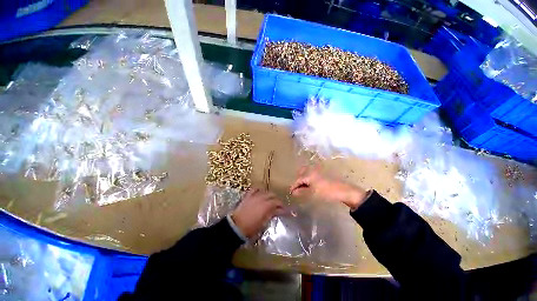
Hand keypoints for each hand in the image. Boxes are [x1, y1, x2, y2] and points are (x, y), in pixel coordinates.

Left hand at [231, 189, 283, 238]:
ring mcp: (254, 196)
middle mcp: (262, 198)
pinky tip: (260, 193)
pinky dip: (258, 191)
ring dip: (269, 195)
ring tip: (270, 200)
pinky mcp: (248, 196)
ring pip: (265, 191)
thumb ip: (272, 214)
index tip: (285, 211)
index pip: (278, 203)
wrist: (235, 226)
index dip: (283, 207)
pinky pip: (254, 190)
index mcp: (267, 205)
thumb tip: (279, 211)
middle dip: (277, 200)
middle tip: (278, 206)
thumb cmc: (251, 228)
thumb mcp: (263, 223)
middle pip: (272, 195)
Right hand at [289, 166, 367, 209]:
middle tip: (297, 189)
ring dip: (304, 179)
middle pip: (302, 173)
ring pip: (307, 173)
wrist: (345, 191)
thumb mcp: (312, 193)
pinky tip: (311, 186)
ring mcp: (319, 171)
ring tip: (303, 188)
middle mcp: (313, 170)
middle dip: (298, 180)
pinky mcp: (324, 173)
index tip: (291, 193)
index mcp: (309, 174)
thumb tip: (293, 192)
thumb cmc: (327, 192)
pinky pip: (313, 174)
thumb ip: (302, 191)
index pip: (298, 180)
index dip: (294, 186)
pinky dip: (309, 179)